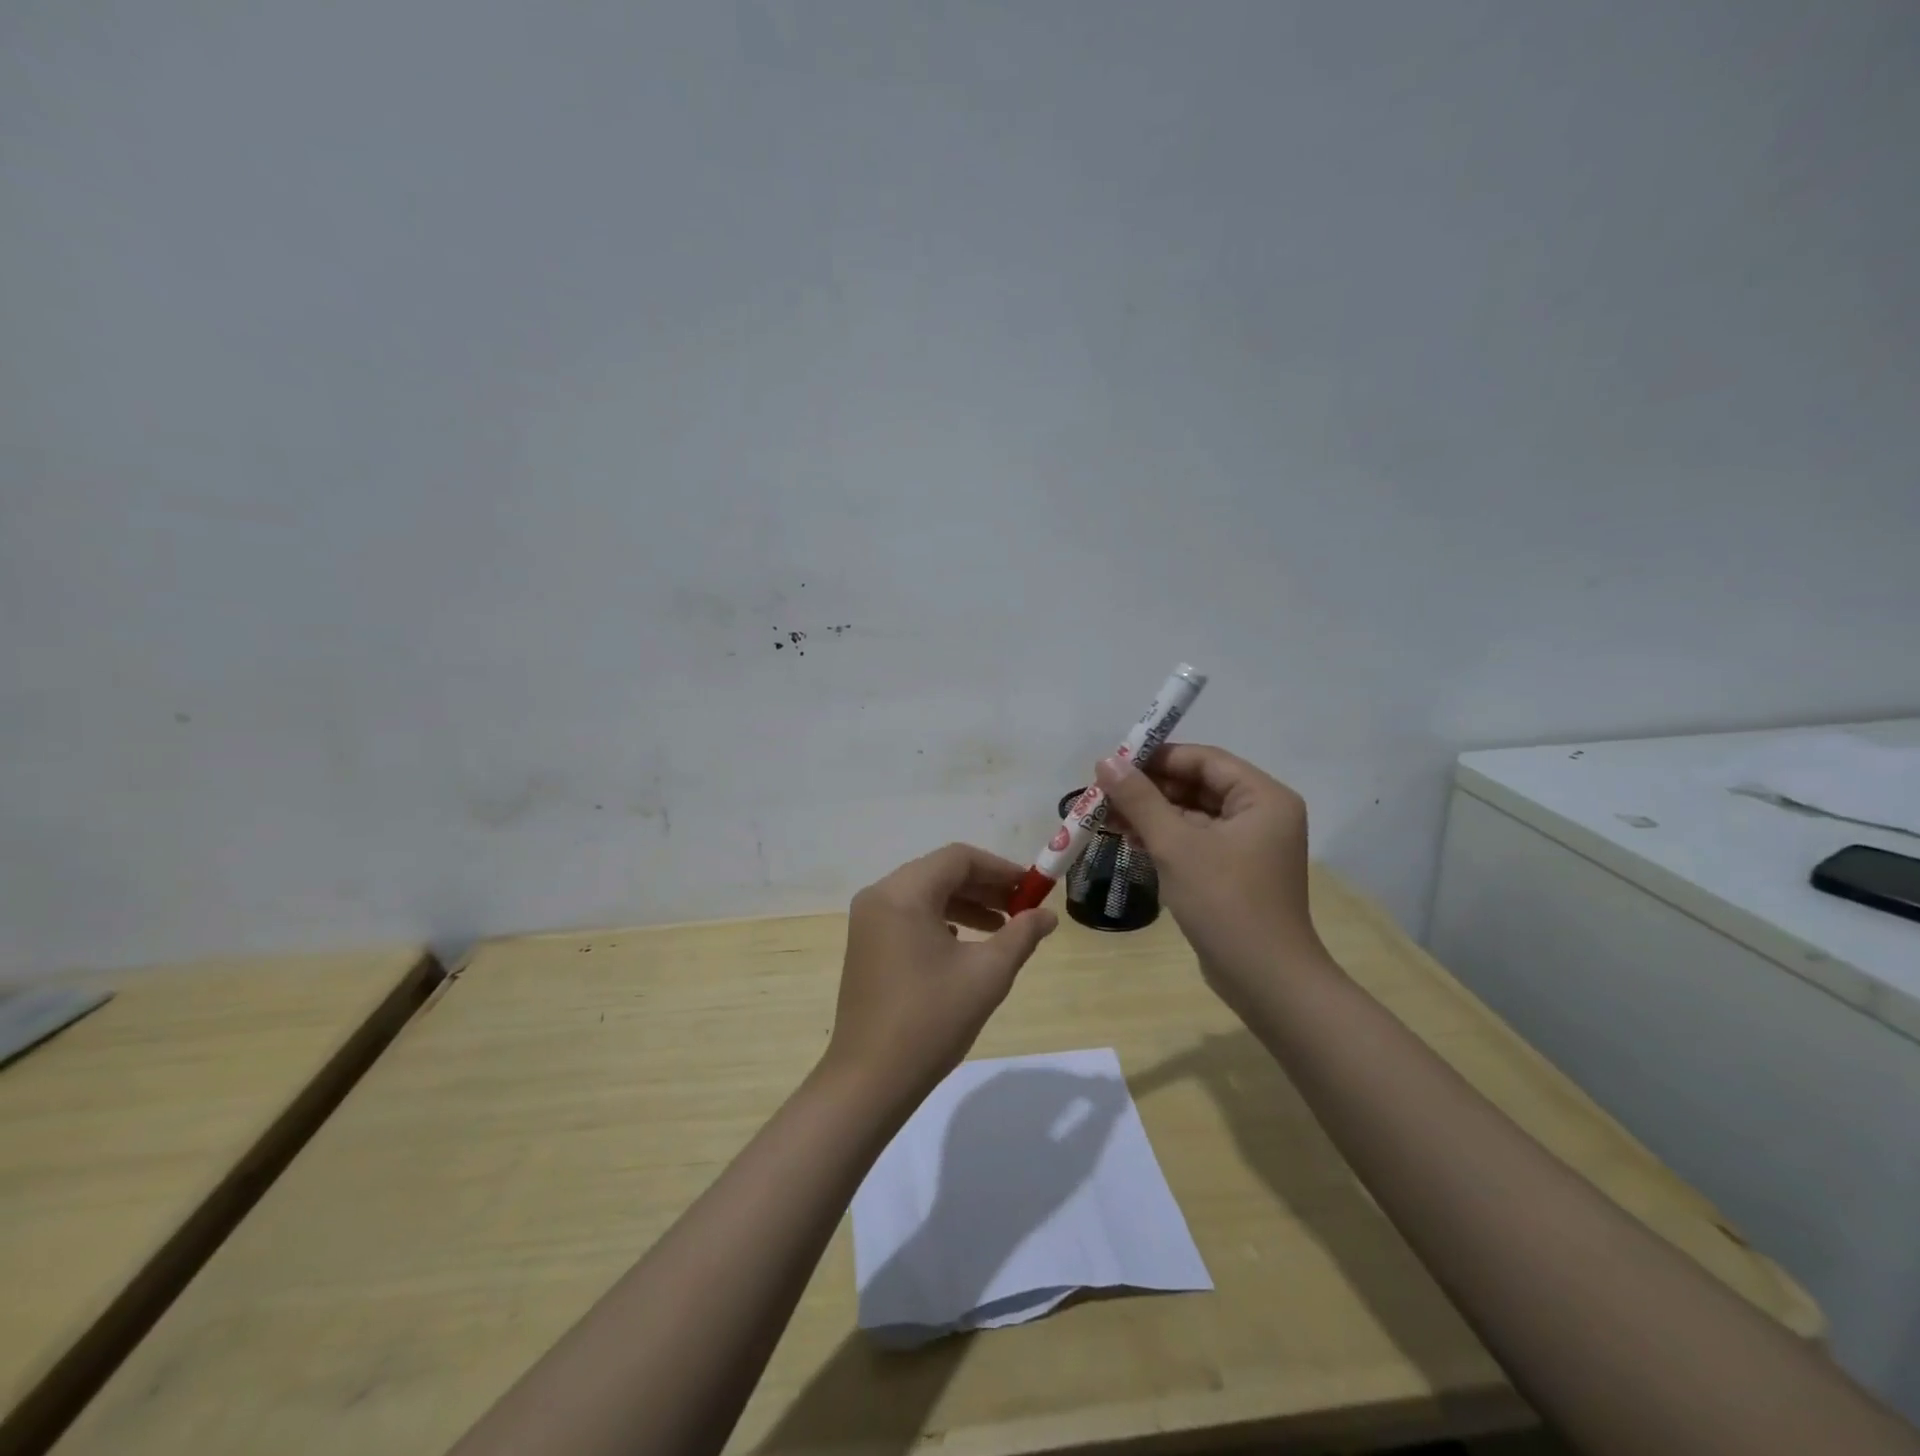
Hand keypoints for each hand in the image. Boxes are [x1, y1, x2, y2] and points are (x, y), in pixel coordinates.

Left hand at [822, 844, 1057, 1110]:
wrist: (870, 1080)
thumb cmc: (931, 1020)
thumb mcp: (987, 974)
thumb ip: (1021, 935)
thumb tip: (1047, 914)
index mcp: (903, 893)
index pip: (958, 858)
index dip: (1000, 868)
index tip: (1032, 888)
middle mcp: (880, 896)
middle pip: (940, 872)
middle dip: (985, 886)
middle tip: (1022, 907)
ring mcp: (868, 921)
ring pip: (925, 894)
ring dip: (966, 904)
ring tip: (1003, 927)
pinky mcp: (867, 945)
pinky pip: (910, 916)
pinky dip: (942, 920)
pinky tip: (965, 944)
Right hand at [1095, 744, 1321, 1004]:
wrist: (1265, 980)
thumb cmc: (1225, 902)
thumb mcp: (1176, 845)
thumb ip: (1140, 799)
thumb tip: (1105, 762)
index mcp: (1263, 798)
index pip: (1205, 761)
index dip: (1158, 757)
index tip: (1114, 763)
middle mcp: (1262, 815)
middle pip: (1198, 786)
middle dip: (1150, 789)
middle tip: (1103, 792)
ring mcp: (1249, 846)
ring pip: (1193, 815)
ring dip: (1151, 814)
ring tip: (1106, 816)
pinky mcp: (1234, 872)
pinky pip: (1195, 841)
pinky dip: (1164, 838)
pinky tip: (1128, 839)